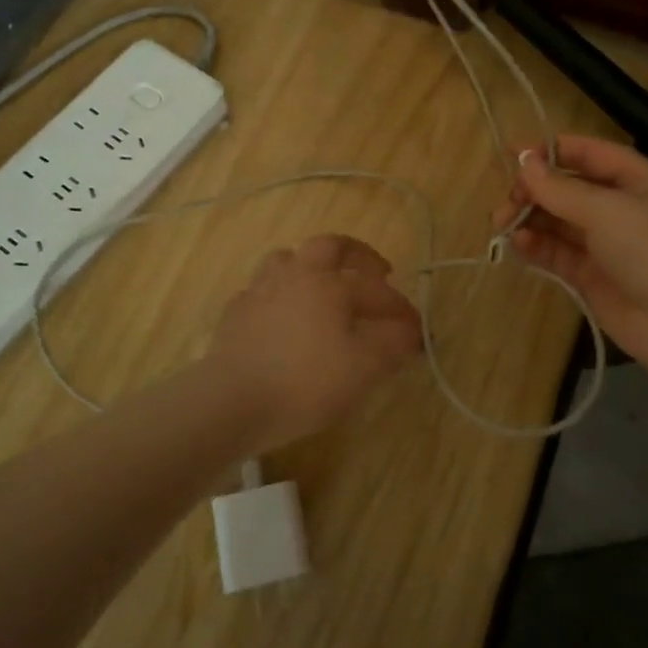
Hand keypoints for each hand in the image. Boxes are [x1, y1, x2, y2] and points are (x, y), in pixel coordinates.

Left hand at [206, 234, 422, 450]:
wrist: (230, 401)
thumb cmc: (304, 382)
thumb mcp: (362, 368)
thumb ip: (392, 344)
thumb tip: (411, 331)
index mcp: (329, 283)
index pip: (376, 289)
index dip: (400, 308)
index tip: (417, 331)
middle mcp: (295, 275)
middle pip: (329, 246)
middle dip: (358, 254)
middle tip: (376, 272)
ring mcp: (260, 290)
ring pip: (288, 259)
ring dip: (312, 265)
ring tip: (324, 284)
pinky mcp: (235, 312)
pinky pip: (262, 289)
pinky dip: (280, 293)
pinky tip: (283, 314)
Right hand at [496, 135, 647, 373]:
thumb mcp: (607, 209)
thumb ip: (561, 188)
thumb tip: (523, 162)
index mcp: (639, 182)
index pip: (592, 154)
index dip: (554, 151)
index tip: (514, 155)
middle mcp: (623, 210)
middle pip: (571, 190)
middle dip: (537, 190)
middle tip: (508, 200)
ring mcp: (608, 247)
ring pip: (561, 224)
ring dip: (532, 220)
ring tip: (503, 223)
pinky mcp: (594, 280)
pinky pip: (559, 256)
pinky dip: (537, 248)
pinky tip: (518, 245)